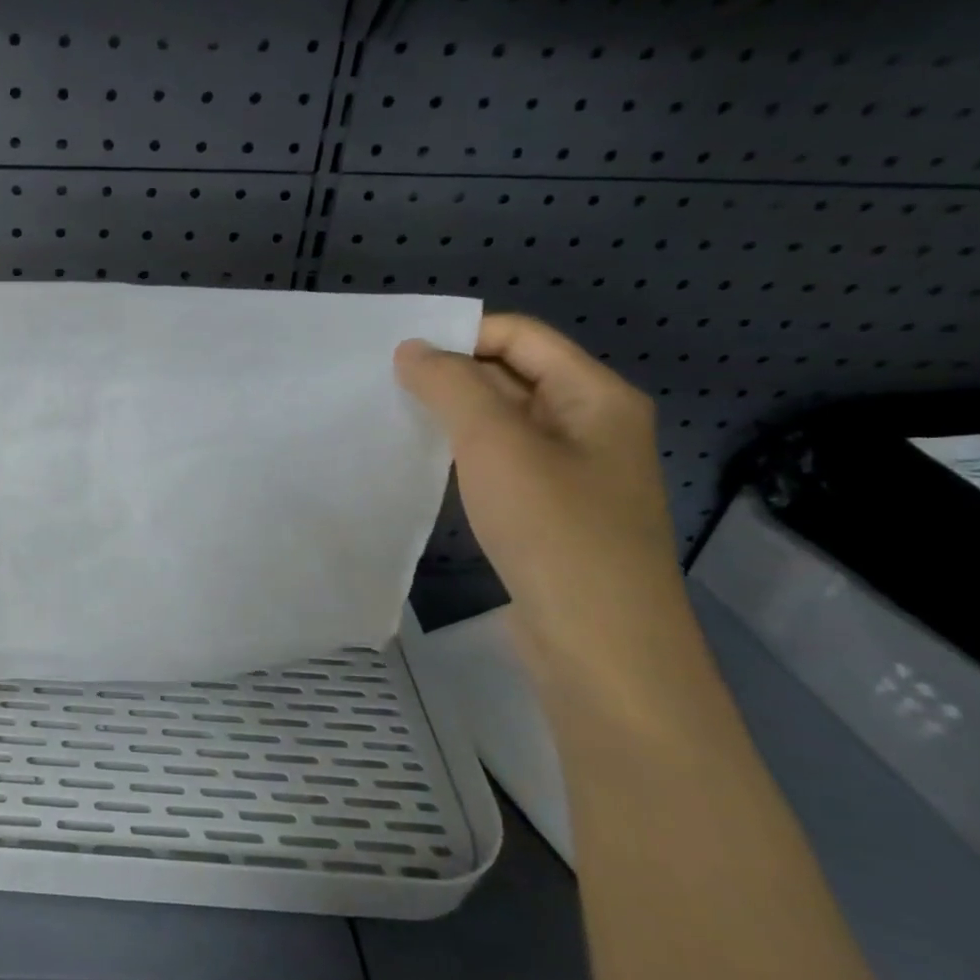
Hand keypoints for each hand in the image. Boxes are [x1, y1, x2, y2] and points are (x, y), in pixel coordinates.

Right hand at [395, 314, 693, 685]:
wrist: (599, 645)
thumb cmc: (554, 531)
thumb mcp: (497, 444)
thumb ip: (451, 386)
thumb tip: (413, 348)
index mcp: (595, 396)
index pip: (520, 336)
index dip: (460, 334)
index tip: (396, 354)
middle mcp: (588, 424)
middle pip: (512, 375)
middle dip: (450, 374)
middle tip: (380, 383)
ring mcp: (570, 471)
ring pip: (501, 421)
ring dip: (451, 415)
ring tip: (392, 417)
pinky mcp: (547, 510)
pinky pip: (499, 461)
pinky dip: (461, 453)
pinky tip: (423, 463)